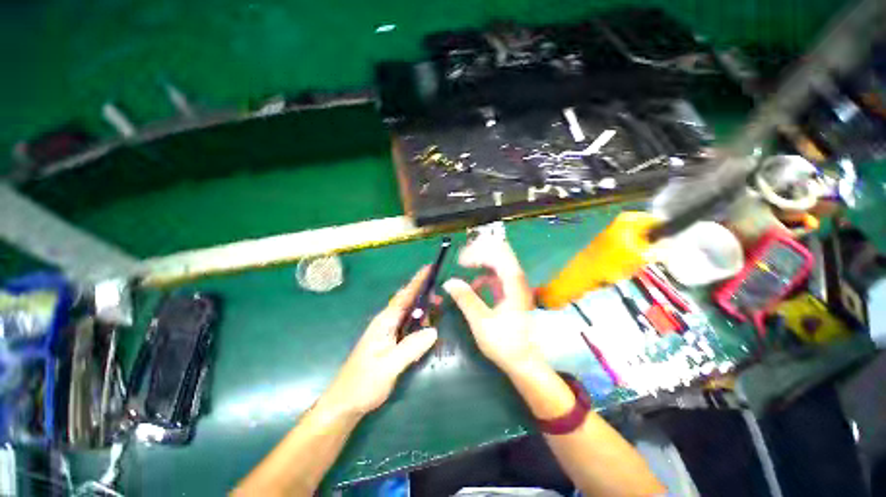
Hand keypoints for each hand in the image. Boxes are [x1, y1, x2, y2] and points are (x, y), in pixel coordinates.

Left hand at [319, 267, 438, 416]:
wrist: (345, 402)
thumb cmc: (363, 383)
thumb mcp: (388, 366)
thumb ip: (411, 348)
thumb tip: (434, 330)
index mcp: (384, 322)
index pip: (404, 296)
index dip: (417, 281)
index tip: (429, 268)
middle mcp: (386, 322)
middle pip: (407, 302)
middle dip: (424, 295)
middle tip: (441, 298)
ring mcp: (387, 332)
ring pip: (409, 314)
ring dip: (423, 310)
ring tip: (437, 311)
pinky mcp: (390, 341)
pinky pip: (408, 326)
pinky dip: (419, 323)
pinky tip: (426, 329)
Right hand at [443, 236, 541, 372]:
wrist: (525, 362)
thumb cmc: (506, 343)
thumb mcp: (481, 322)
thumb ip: (466, 299)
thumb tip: (449, 282)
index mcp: (513, 284)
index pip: (497, 255)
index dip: (478, 253)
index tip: (460, 261)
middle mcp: (516, 279)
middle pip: (501, 252)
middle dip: (481, 249)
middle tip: (463, 255)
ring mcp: (514, 285)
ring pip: (499, 261)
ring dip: (482, 259)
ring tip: (465, 263)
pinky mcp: (511, 292)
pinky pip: (497, 275)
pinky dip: (484, 274)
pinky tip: (474, 284)